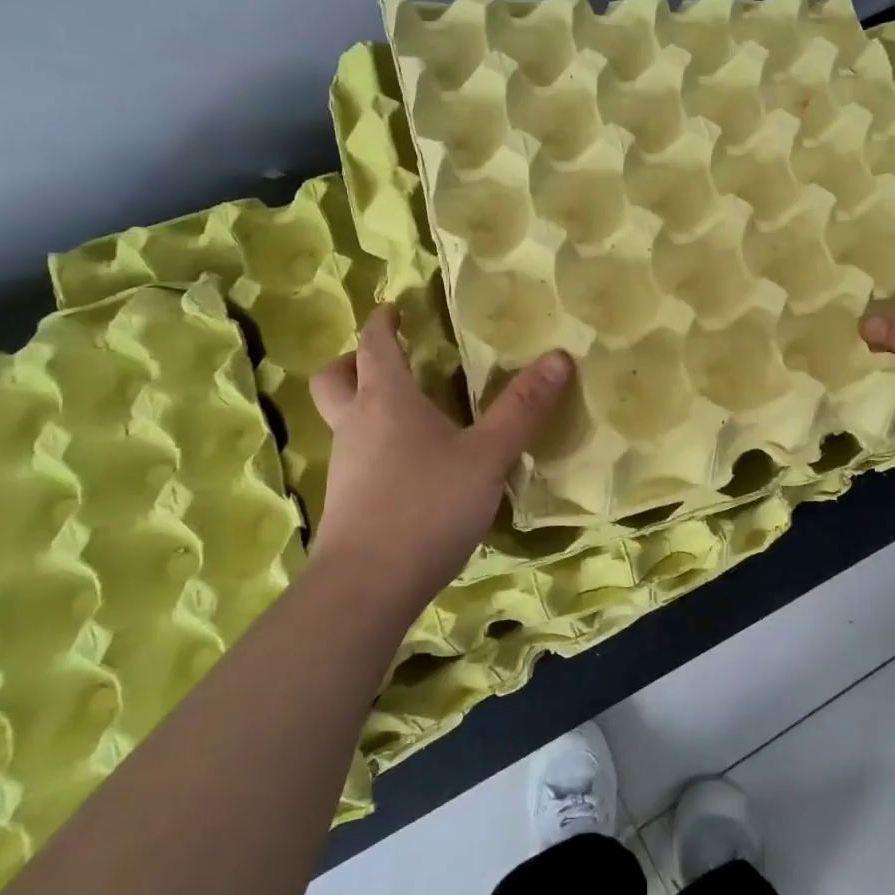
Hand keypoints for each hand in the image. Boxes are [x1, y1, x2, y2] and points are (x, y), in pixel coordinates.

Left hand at [307, 304, 573, 614]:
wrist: (365, 588)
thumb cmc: (426, 506)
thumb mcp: (487, 456)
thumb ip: (522, 409)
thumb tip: (559, 357)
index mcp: (386, 400)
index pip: (376, 345)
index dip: (383, 321)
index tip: (393, 306)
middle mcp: (356, 425)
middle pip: (335, 378)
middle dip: (354, 360)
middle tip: (386, 358)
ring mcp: (345, 466)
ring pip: (344, 420)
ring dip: (366, 405)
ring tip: (413, 414)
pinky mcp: (346, 503)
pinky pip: (356, 457)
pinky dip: (375, 445)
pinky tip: (413, 468)